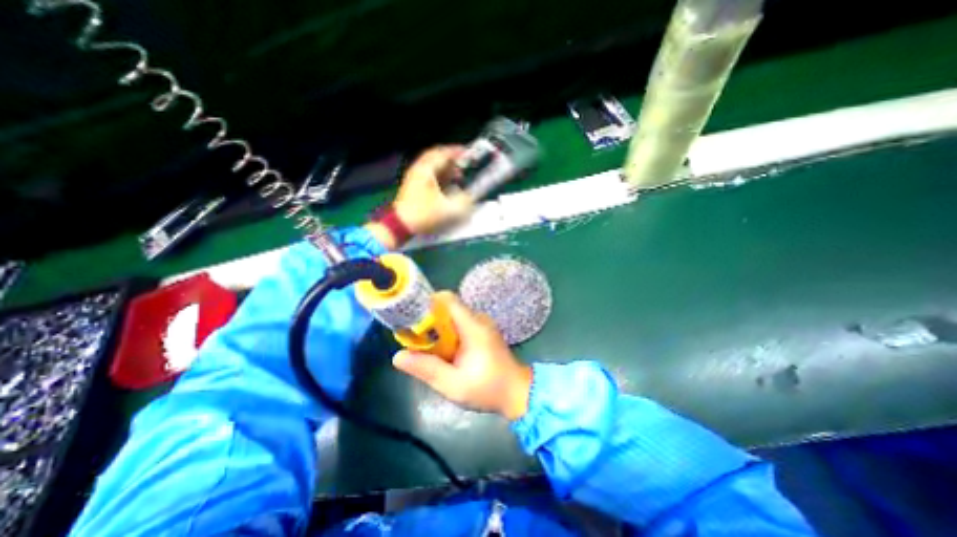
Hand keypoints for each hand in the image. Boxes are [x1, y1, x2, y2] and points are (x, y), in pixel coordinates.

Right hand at [391, 291, 534, 421]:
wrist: (517, 392)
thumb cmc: (488, 388)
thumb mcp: (453, 384)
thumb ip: (426, 368)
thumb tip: (398, 356)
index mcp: (473, 325)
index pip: (447, 299)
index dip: (426, 303)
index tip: (410, 318)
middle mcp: (478, 318)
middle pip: (447, 307)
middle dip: (428, 320)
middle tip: (414, 340)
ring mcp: (481, 324)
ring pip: (451, 317)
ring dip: (437, 329)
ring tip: (426, 350)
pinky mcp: (482, 331)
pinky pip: (459, 325)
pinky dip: (447, 334)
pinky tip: (443, 353)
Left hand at [395, 148, 472, 234]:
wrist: (401, 225)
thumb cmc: (424, 215)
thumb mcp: (449, 210)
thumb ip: (465, 201)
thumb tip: (474, 196)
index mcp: (426, 170)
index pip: (443, 153)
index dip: (458, 152)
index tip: (469, 154)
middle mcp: (418, 170)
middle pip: (436, 157)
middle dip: (452, 160)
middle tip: (464, 164)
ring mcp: (414, 178)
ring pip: (432, 166)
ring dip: (446, 168)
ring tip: (459, 175)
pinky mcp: (413, 187)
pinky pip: (428, 175)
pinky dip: (440, 176)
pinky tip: (447, 185)